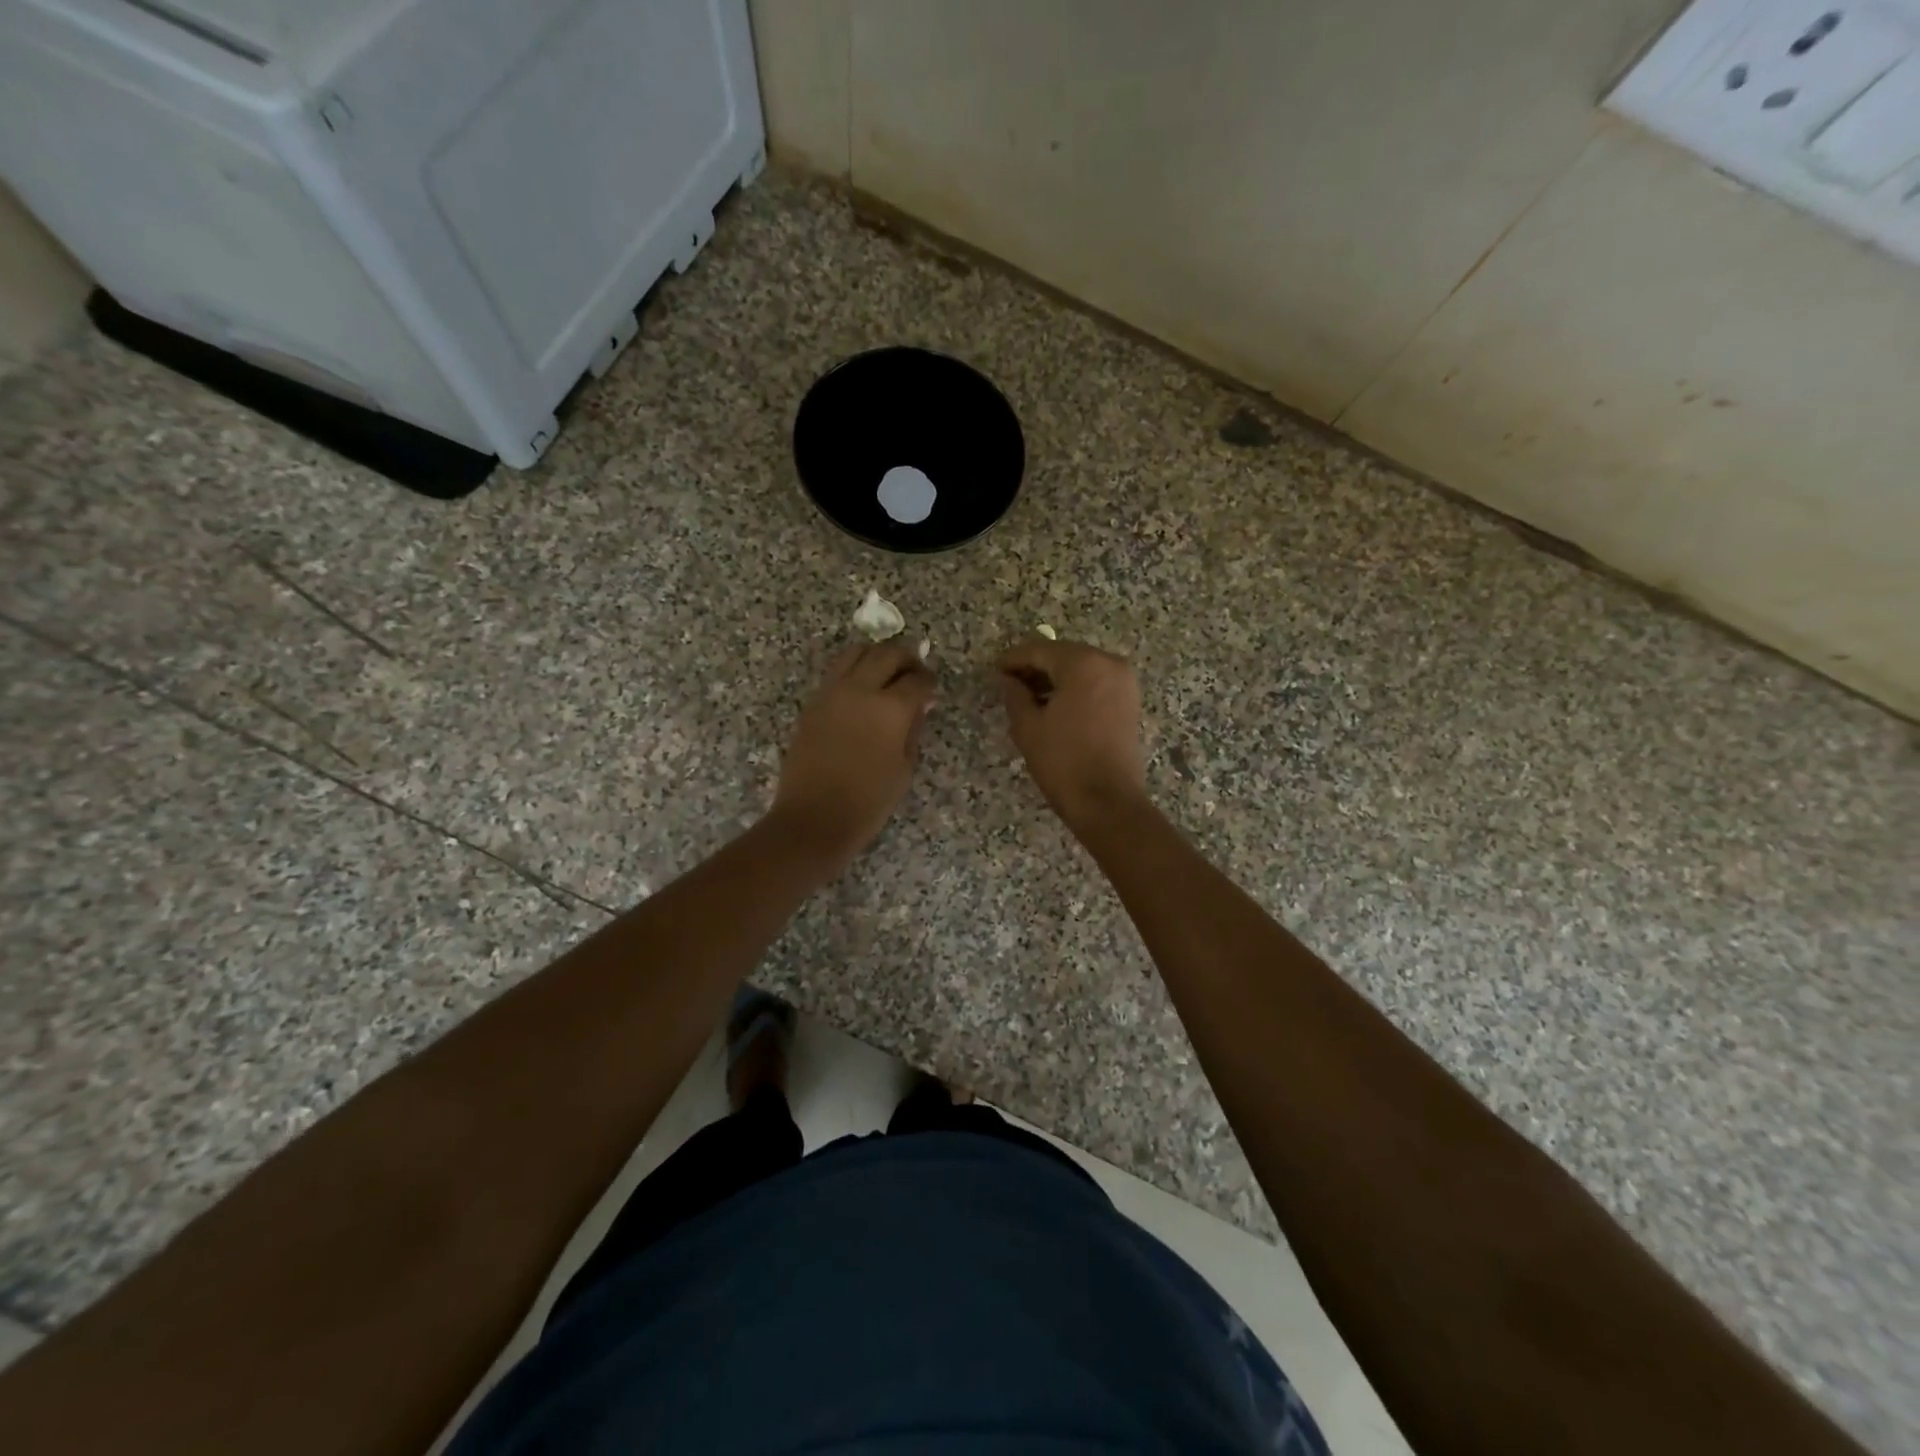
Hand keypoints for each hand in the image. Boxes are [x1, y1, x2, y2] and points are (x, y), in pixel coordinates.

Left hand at [770, 643, 937, 866]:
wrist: (813, 818)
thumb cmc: (868, 802)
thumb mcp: (904, 768)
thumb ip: (913, 729)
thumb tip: (920, 705)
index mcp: (890, 708)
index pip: (917, 680)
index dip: (929, 682)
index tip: (932, 690)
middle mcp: (860, 690)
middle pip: (887, 653)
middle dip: (906, 657)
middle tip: (915, 671)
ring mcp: (831, 693)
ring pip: (856, 652)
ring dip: (876, 656)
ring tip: (886, 673)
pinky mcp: (813, 703)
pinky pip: (837, 672)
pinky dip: (854, 671)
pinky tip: (863, 691)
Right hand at [998, 636, 1148, 831]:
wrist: (1108, 802)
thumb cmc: (1063, 762)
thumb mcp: (1028, 727)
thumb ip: (1014, 694)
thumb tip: (1008, 679)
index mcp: (1083, 664)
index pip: (1040, 650)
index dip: (1014, 659)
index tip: (994, 669)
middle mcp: (1109, 663)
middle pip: (1063, 655)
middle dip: (1036, 666)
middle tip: (1009, 682)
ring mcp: (1124, 682)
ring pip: (1081, 668)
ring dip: (1055, 677)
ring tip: (1028, 697)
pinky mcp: (1129, 701)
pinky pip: (1096, 682)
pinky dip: (1074, 687)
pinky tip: (1054, 705)